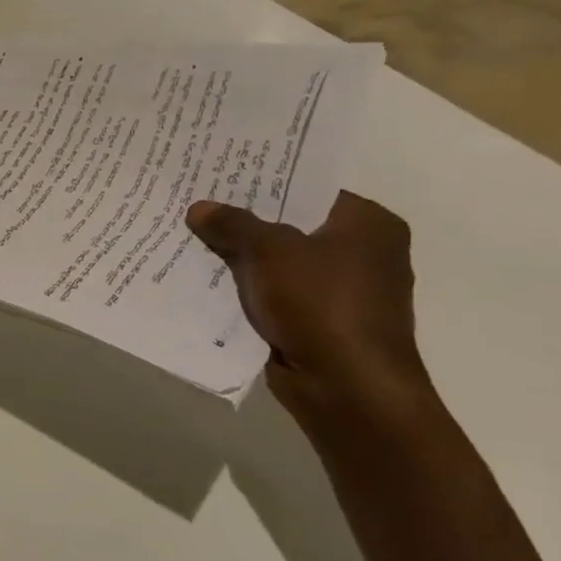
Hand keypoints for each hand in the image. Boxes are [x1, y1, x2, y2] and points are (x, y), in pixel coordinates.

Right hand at [186, 191, 434, 435]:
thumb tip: (199, 208)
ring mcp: (341, 289)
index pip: (308, 186)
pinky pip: (274, 290)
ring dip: (241, 254)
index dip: (263, 179)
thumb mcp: (270, 251)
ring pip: (278, 259)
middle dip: (245, 217)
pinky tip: (205, 274)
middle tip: (197, 198)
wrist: (347, 389)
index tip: (220, 171)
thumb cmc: (322, 304)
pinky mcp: (320, 320)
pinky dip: (247, 284)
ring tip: (191, 232)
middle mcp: (362, 252)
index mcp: (368, 224)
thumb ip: (233, 224)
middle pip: (290, 222)